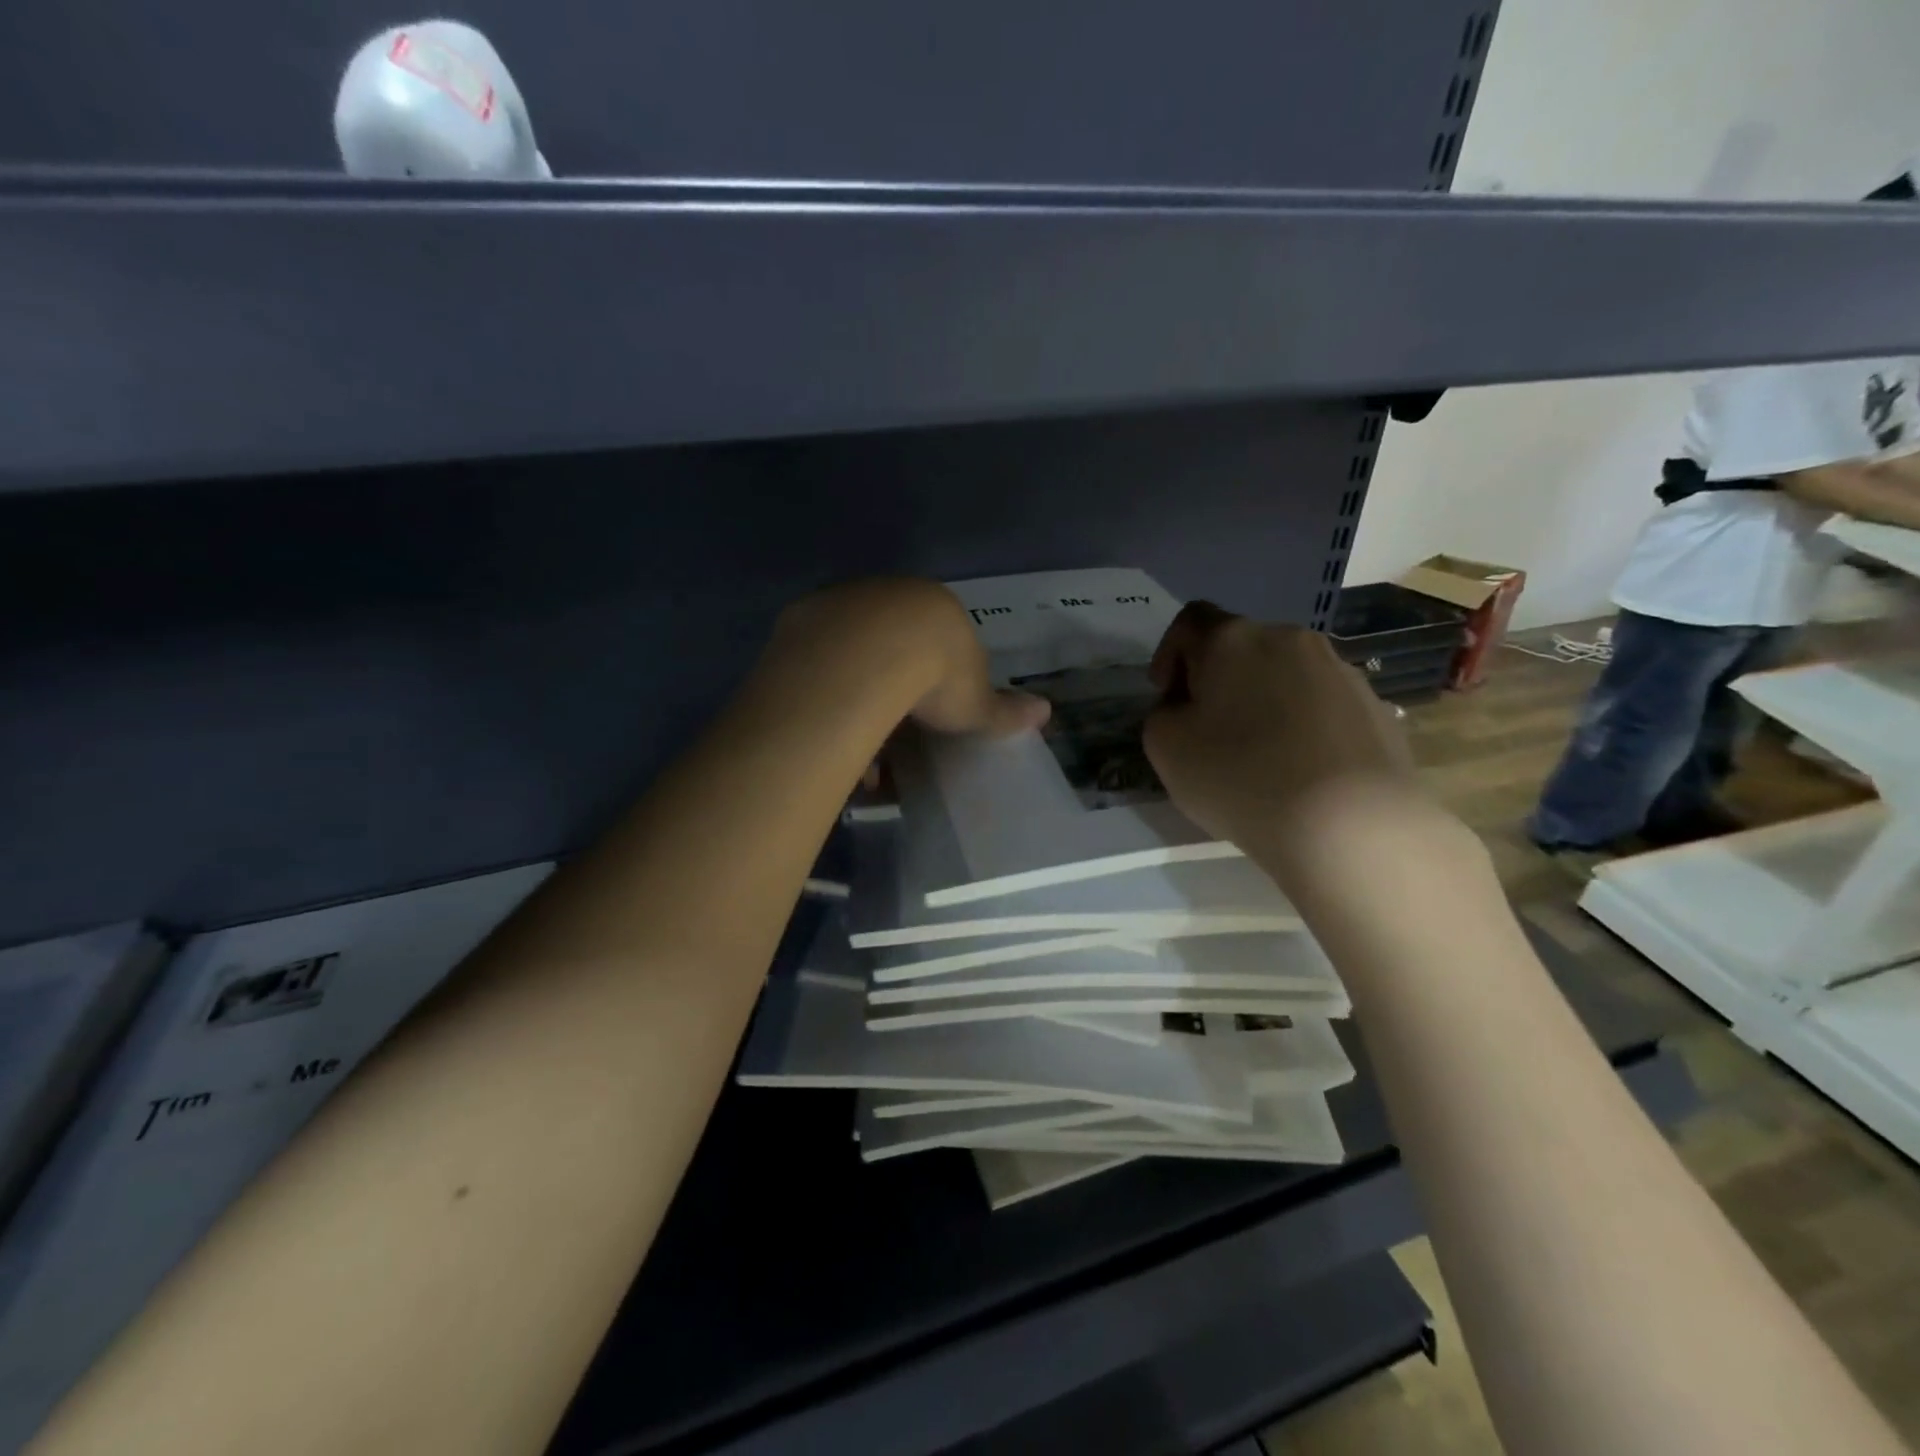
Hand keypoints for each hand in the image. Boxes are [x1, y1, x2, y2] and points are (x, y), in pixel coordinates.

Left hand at [769, 578, 1049, 736]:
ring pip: (849, 650)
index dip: (935, 678)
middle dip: (892, 685)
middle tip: (892, 729)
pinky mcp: (800, 619)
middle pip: (891, 642)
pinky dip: (824, 691)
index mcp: (934, 608)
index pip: (939, 640)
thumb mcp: (975, 702)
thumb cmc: (934, 677)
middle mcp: (887, 595)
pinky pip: (816, 660)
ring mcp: (841, 602)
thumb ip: (1005, 709)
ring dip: (854, 691)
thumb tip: (1046, 711)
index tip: (929, 714)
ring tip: (857, 741)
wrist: (867, 657)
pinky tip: (826, 728)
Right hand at [1144, 603, 1425, 864]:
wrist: (1349, 822)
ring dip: (1263, 702)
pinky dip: (1301, 727)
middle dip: (1218, 681)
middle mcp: (1288, 639)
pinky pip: (1321, 706)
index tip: (1167, 697)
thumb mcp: (1165, 748)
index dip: (1169, 654)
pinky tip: (1299, 771)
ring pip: (1284, 676)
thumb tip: (1187, 708)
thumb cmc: (1240, 776)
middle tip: (1208, 730)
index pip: (1189, 621)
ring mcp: (1340, 670)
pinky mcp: (1374, 707)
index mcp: (1232, 639)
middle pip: (1240, 648)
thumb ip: (1163, 714)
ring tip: (1259, 756)